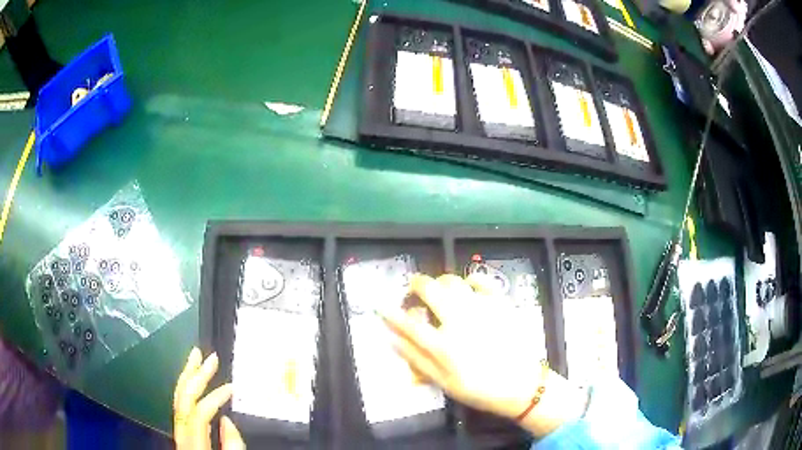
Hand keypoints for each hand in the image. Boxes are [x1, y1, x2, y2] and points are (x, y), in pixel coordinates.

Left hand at [174, 348, 244, 449]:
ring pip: (178, 399)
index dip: (215, 397)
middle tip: (209, 357)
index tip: (232, 387)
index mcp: (192, 441)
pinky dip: (187, 389)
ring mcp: (179, 431)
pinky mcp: (182, 432)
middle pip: (183, 399)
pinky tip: (194, 383)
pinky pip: (180, 405)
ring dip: (188, 376)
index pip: (199, 412)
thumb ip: (231, 446)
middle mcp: (181, 432)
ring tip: (196, 358)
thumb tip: (227, 421)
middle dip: (196, 375)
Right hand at [380, 274, 586, 436]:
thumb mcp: (443, 382)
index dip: (392, 314)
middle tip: (413, 288)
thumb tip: (392, 340)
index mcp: (443, 344)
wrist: (521, 385)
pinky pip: (482, 280)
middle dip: (416, 285)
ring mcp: (481, 308)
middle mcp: (459, 320)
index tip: (381, 307)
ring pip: (453, 281)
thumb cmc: (479, 388)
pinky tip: (468, 287)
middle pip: (430, 290)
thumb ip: (416, 360)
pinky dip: (470, 279)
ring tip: (439, 290)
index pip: (409, 323)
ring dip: (440, 282)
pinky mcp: (500, 303)